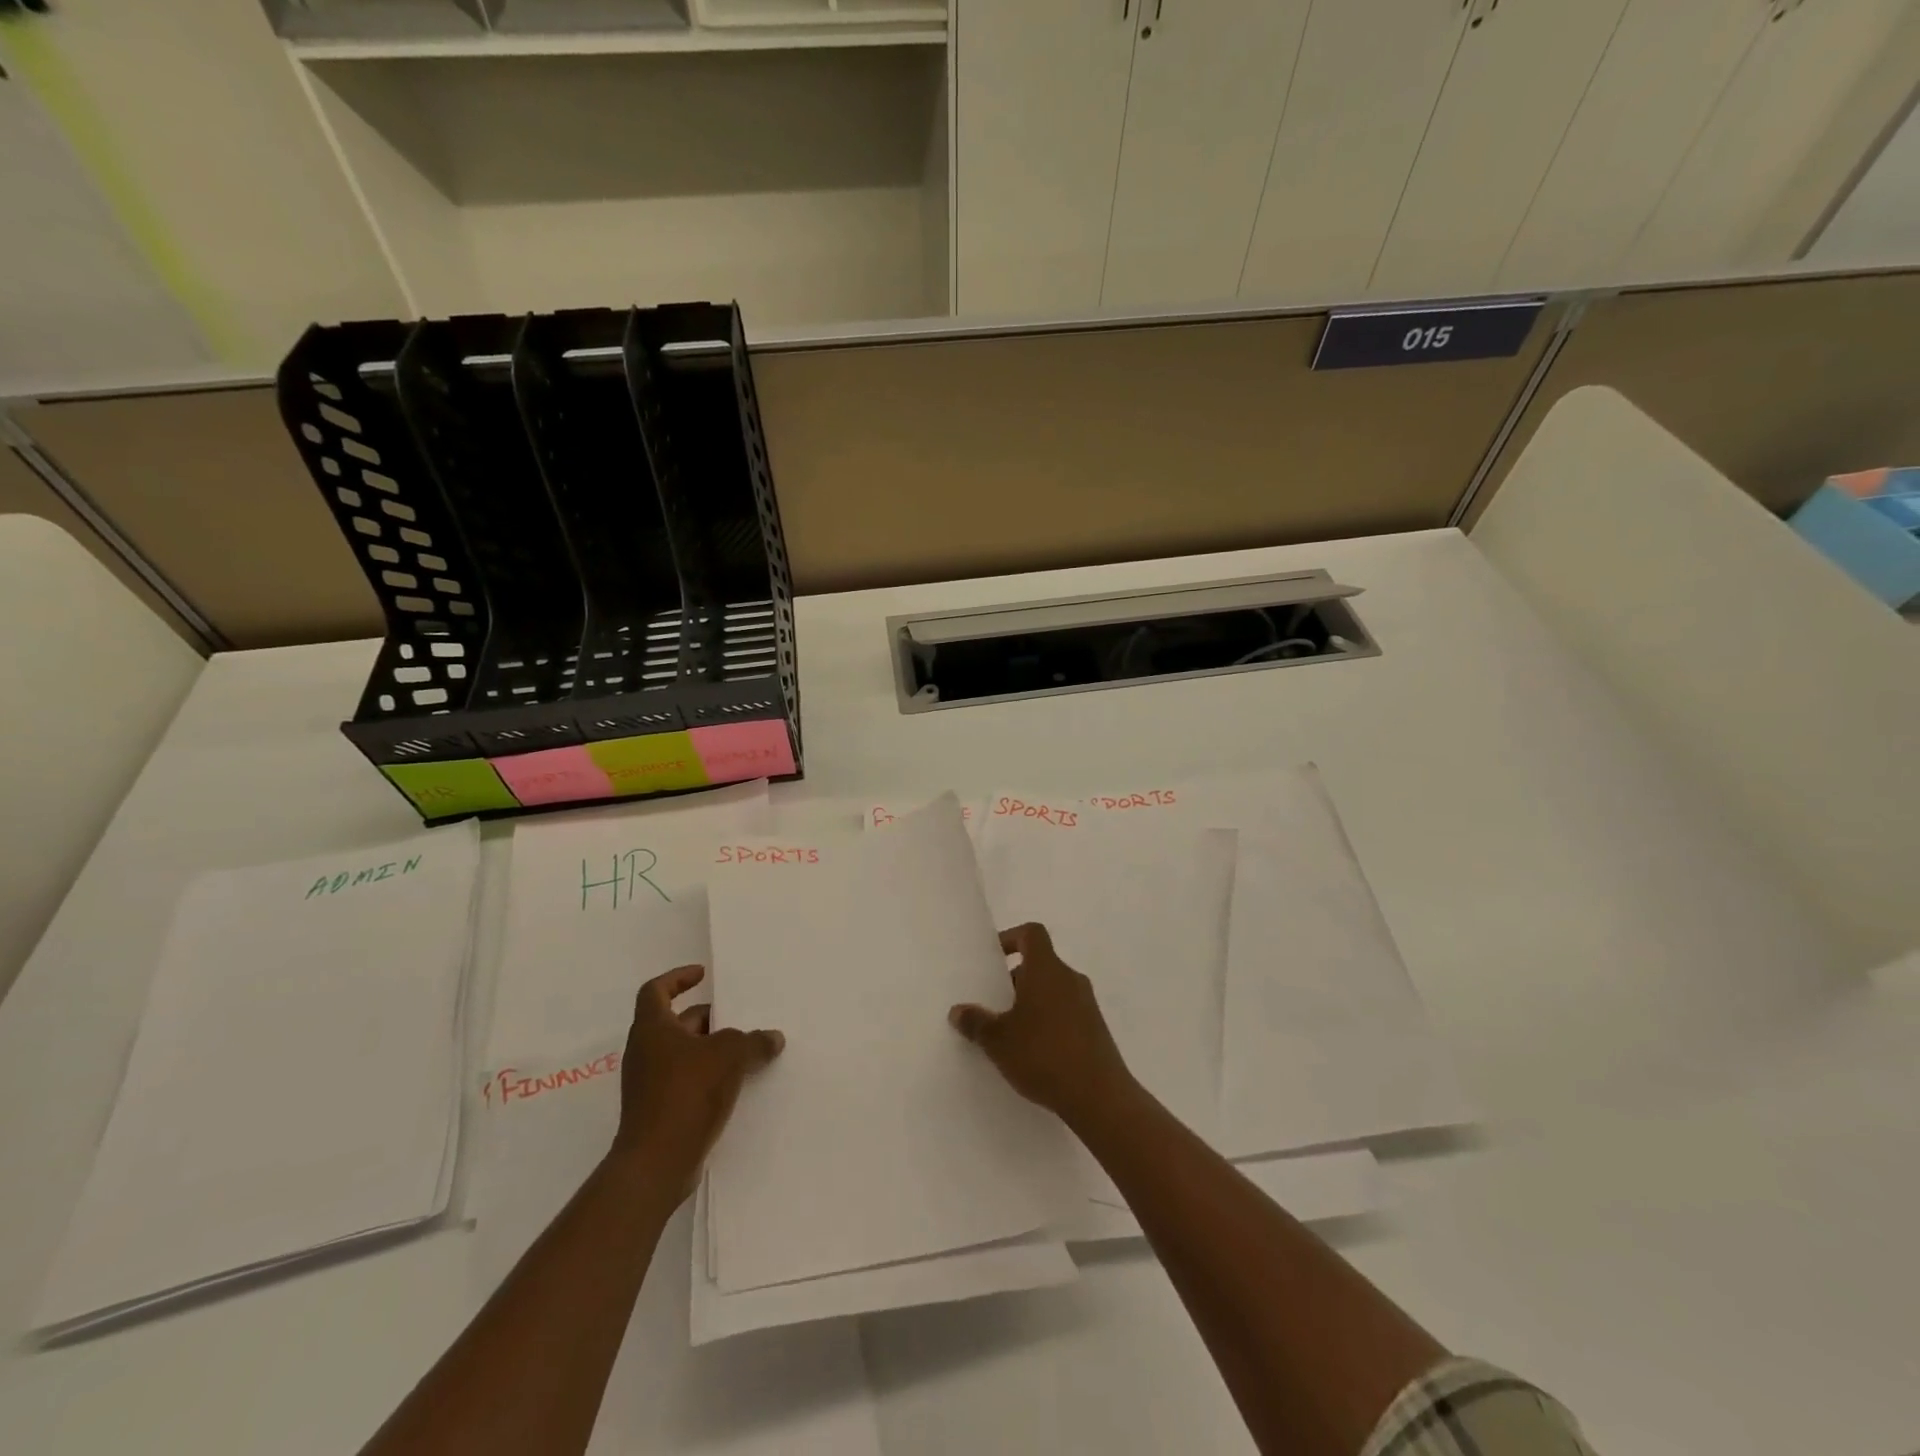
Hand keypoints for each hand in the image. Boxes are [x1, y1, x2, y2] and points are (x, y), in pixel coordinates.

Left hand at [609, 965, 783, 1200]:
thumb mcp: (730, 1055)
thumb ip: (754, 1041)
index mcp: (652, 1029)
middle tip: (740, 1018)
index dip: (678, 978)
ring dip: (712, 1049)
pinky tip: (737, 1083)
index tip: (703, 975)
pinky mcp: (658, 1111)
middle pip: (677, 1023)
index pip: (656, 990)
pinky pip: (686, 1080)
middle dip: (708, 1018)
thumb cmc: (687, 1093)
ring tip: (746, 1051)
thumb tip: (773, 1037)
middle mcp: (645, 1052)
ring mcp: (649, 1084)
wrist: (657, 1163)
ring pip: (683, 1053)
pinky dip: (708, 1075)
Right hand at [949, 922, 1138, 1128]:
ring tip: (1009, 1032)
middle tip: (993, 1003)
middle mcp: (1070, 978)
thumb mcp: (998, 1041)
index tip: (992, 960)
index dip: (1011, 938)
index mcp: (1046, 969)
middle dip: (1015, 979)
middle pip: (1040, 963)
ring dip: (1031, 1002)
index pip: (1031, 933)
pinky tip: (1033, 1052)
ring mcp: (1087, 1003)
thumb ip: (976, 1022)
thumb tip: (958, 1011)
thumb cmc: (1043, 1055)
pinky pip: (1066, 1011)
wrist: (1099, 1097)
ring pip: (1053, 989)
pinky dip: (1048, 1021)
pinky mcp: (1096, 1029)